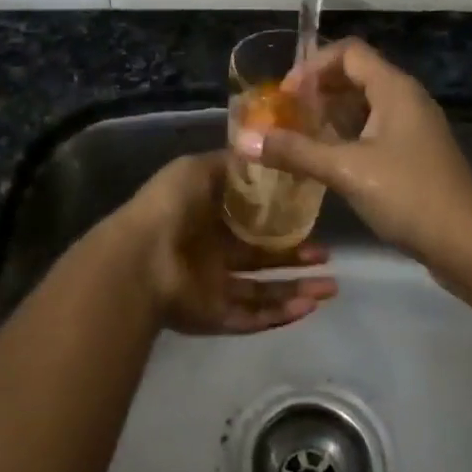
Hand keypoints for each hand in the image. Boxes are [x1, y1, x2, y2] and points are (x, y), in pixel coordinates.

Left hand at [117, 152, 337, 334]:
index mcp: (208, 220)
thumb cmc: (170, 207)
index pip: (250, 222)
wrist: (141, 256)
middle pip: (262, 259)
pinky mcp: (216, 317)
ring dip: (297, 290)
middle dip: (296, 258)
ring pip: (264, 292)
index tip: (311, 217)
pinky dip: (281, 314)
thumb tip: (259, 153)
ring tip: (331, 287)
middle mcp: (213, 255)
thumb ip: (228, 165)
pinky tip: (309, 306)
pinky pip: (253, 317)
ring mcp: (214, 288)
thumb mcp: (198, 169)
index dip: (279, 221)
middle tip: (327, 256)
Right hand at [234, 38, 471, 282]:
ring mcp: (414, 128)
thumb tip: (244, 139)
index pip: (349, 52)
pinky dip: (347, 136)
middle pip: (356, 75)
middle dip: (318, 90)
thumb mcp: (346, 170)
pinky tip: (326, 161)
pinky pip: (374, 130)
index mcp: (395, 89)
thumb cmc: (408, 195)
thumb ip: (295, 151)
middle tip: (285, 114)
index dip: (313, 65)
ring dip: (331, 115)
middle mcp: (406, 99)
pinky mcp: (415, 154)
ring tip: (298, 136)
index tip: (285, 95)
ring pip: (365, 105)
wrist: (469, 245)